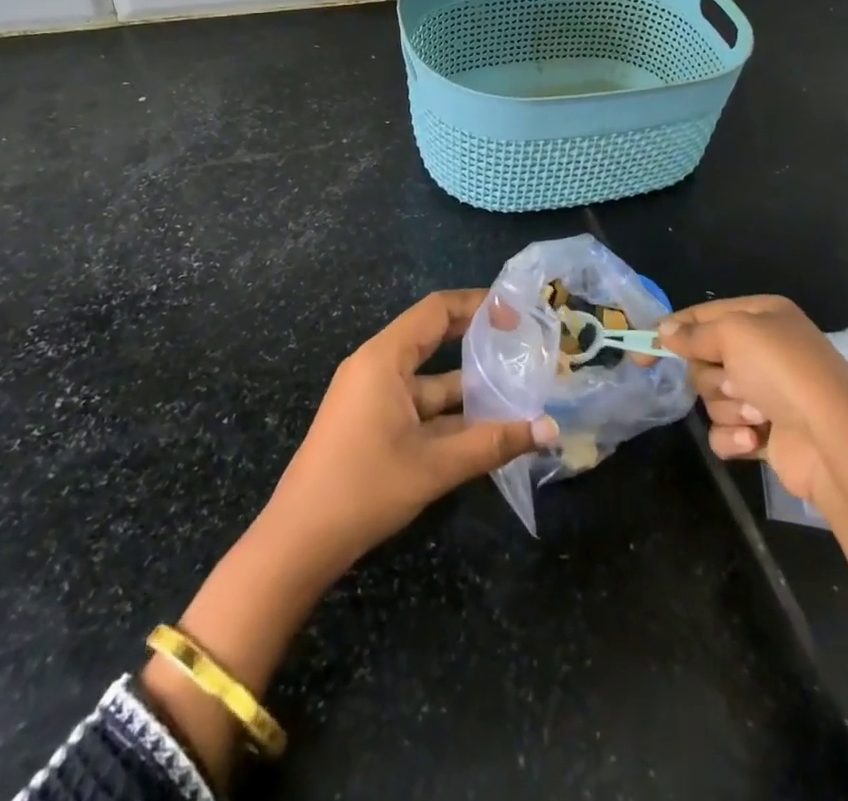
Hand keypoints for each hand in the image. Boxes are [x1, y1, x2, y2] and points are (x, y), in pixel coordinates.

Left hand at [148, 291, 555, 782]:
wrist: (297, 543)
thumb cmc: (364, 489)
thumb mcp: (435, 466)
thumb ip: (494, 443)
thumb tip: (550, 430)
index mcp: (384, 358)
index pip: (437, 310)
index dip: (478, 305)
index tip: (517, 314)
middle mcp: (377, 366)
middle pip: (434, 338)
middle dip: (477, 340)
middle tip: (522, 345)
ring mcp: (371, 395)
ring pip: (429, 379)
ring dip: (469, 386)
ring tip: (517, 389)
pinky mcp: (371, 422)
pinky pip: (417, 404)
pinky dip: (449, 412)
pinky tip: (485, 427)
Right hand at [657, 295, 847, 507]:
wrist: (834, 442)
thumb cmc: (783, 372)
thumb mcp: (735, 334)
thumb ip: (694, 332)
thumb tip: (665, 331)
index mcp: (763, 316)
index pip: (703, 315)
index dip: (671, 331)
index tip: (640, 353)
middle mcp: (765, 350)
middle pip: (704, 359)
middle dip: (712, 375)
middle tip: (735, 382)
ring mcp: (766, 392)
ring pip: (712, 396)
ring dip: (727, 407)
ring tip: (756, 415)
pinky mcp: (765, 432)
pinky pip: (725, 430)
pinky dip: (733, 437)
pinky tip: (753, 440)